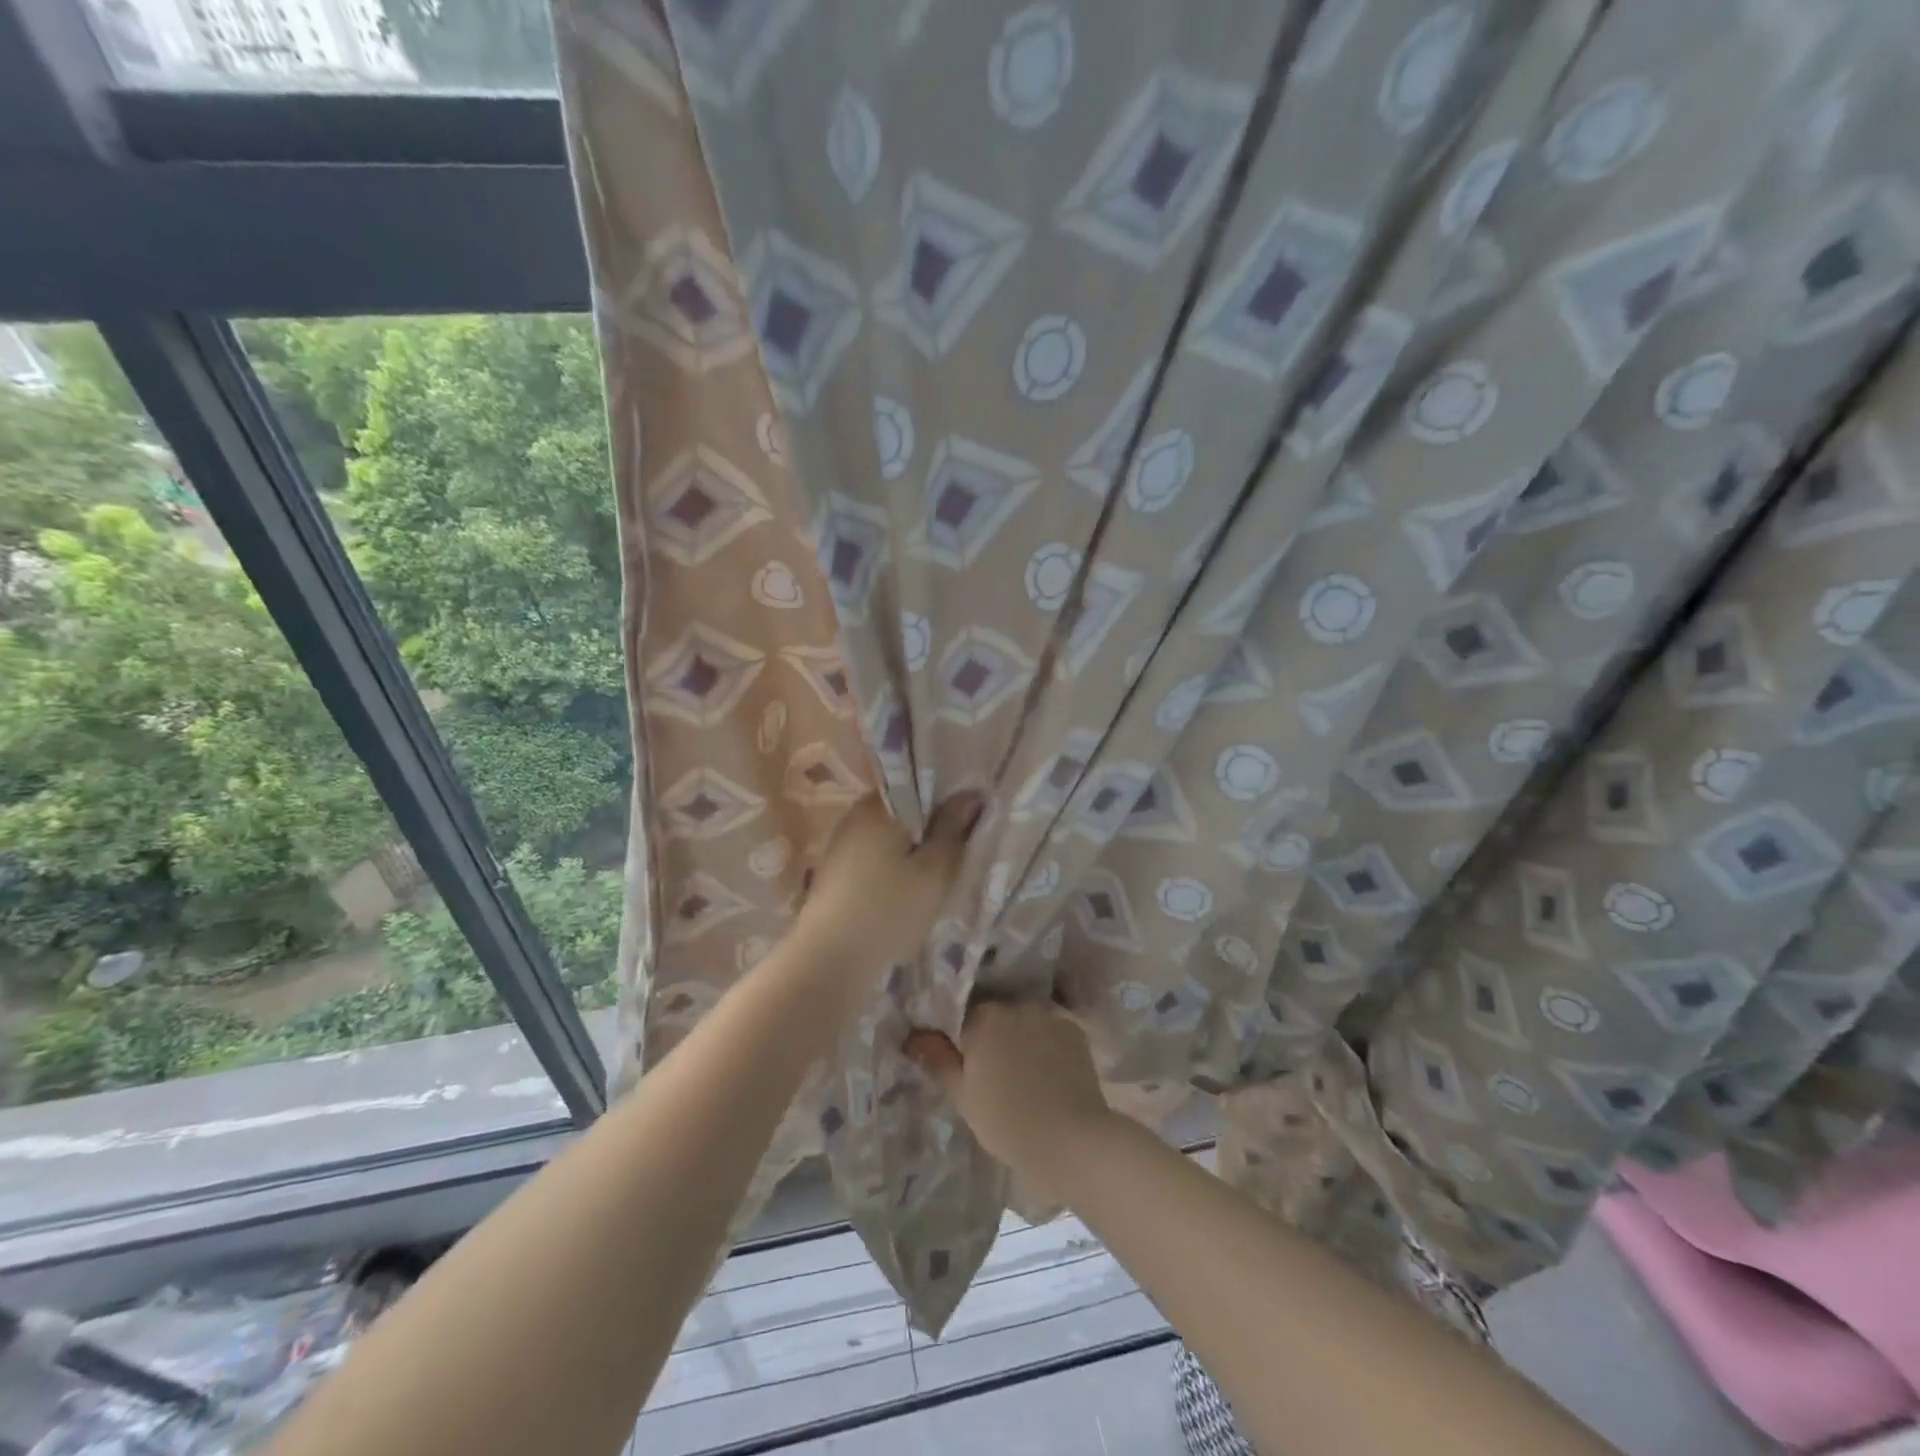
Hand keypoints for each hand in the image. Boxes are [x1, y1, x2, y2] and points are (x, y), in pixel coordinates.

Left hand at [795, 792, 980, 984]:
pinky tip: (903, 894)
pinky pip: (874, 856)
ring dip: (912, 852)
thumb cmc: (890, 909)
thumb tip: (971, 794)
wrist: (829, 958)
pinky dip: (892, 868)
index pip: (922, 786)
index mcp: (880, 805)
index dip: (949, 803)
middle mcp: (856, 814)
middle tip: (955, 858)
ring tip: (932, 881)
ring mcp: (842, 842)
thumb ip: (954, 829)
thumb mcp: (935, 870)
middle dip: (931, 830)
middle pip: (906, 811)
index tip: (967, 827)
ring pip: (890, 836)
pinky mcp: (835, 870)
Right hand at [905, 1001, 1113, 1194]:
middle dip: (990, 1035)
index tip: (961, 1059)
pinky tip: (1046, 1071)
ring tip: (1021, 1070)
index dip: (959, 1037)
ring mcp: (1049, 1015)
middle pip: (995, 1014)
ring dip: (1018, 1036)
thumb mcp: (962, 1096)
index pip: (961, 1015)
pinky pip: (1049, 1030)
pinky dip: (1044, 1044)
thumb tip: (912, 1036)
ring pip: (1023, 1020)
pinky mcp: (1074, 1030)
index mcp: (983, 1017)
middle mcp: (1016, 1005)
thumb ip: (937, 1060)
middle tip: (990, 1069)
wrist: (1071, 1140)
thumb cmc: (1007, 1121)